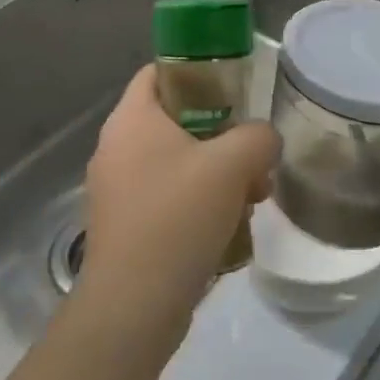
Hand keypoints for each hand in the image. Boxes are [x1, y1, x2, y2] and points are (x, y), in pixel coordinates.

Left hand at [79, 66, 278, 335]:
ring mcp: (117, 190)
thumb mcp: (232, 165)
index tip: (235, 91)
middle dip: (221, 137)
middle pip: (176, 121)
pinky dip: (198, 205)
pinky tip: (229, 229)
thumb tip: (264, 140)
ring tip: (253, 198)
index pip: (158, 71)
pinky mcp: (125, 227)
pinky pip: (168, 199)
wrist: (133, 308)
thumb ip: (258, 137)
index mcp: (131, 120)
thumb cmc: (177, 218)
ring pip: (176, 164)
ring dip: (217, 175)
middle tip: (254, 157)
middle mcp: (116, 148)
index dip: (197, 71)